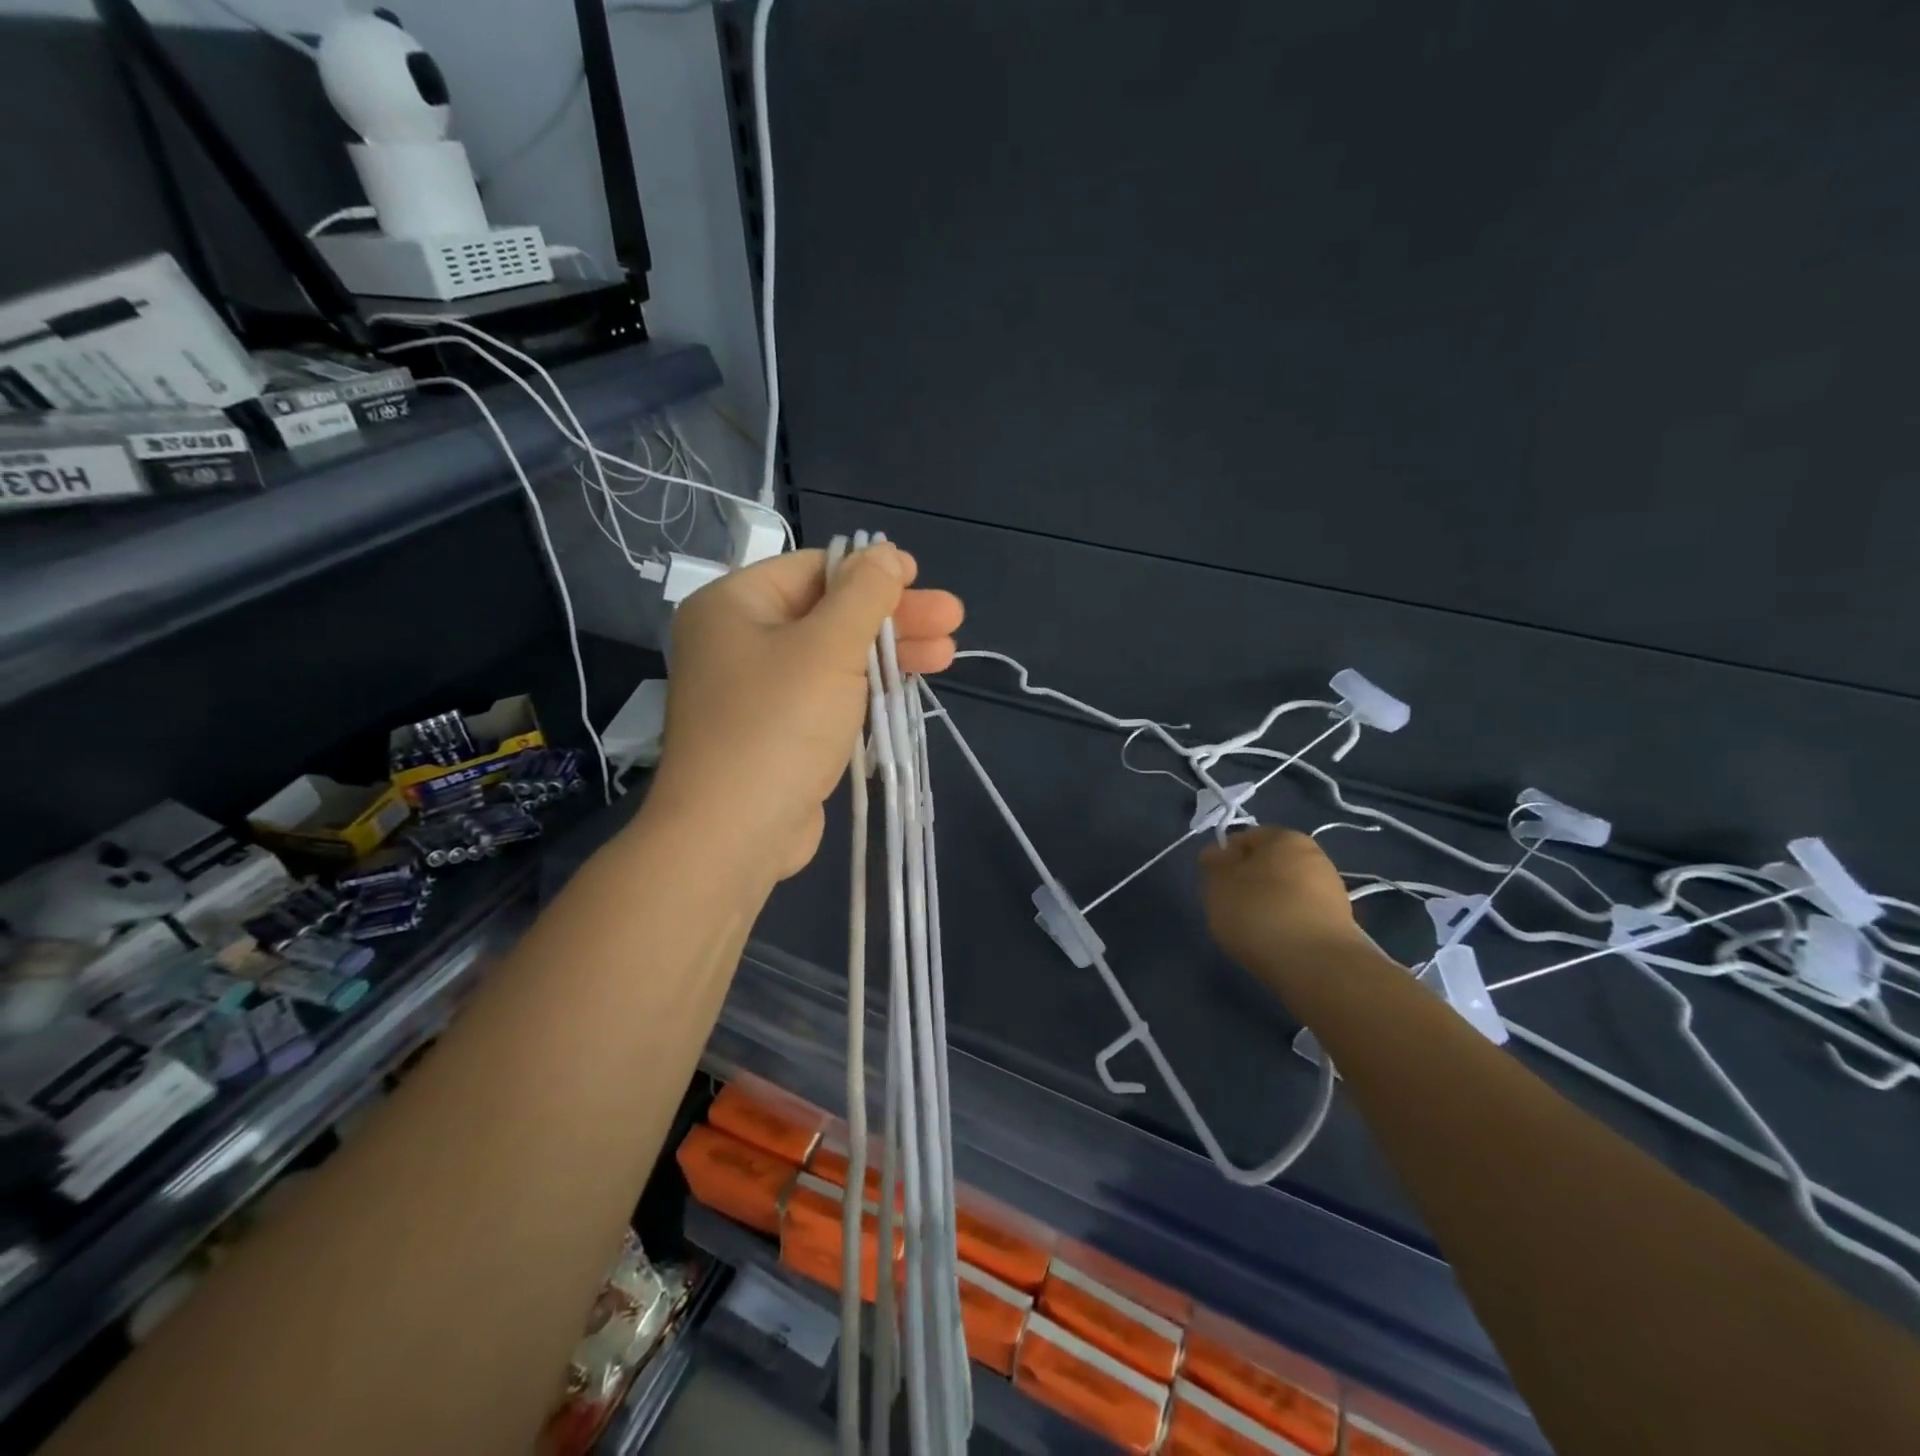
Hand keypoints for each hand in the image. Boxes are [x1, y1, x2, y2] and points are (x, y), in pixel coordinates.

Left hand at [647, 544, 964, 881]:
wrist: (733, 834)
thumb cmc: (778, 725)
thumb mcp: (829, 647)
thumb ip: (864, 595)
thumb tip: (886, 553)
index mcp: (735, 605)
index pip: (814, 570)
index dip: (871, 572)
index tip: (920, 580)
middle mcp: (739, 641)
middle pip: (829, 614)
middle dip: (893, 618)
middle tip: (952, 621)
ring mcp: (757, 691)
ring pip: (833, 657)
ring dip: (889, 654)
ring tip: (947, 654)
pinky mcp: (776, 732)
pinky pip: (826, 695)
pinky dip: (866, 688)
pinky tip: (908, 686)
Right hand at [1200, 827, 1364, 974]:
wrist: (1317, 965)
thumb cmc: (1259, 912)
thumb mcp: (1217, 884)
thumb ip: (1213, 864)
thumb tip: (1218, 854)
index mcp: (1284, 837)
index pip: (1245, 838)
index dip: (1224, 859)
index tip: (1214, 884)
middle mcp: (1314, 856)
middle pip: (1268, 864)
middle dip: (1248, 882)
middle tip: (1230, 907)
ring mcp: (1331, 890)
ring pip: (1286, 891)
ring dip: (1268, 905)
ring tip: (1252, 931)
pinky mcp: (1341, 923)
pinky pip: (1301, 916)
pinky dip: (1286, 925)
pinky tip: (1275, 943)